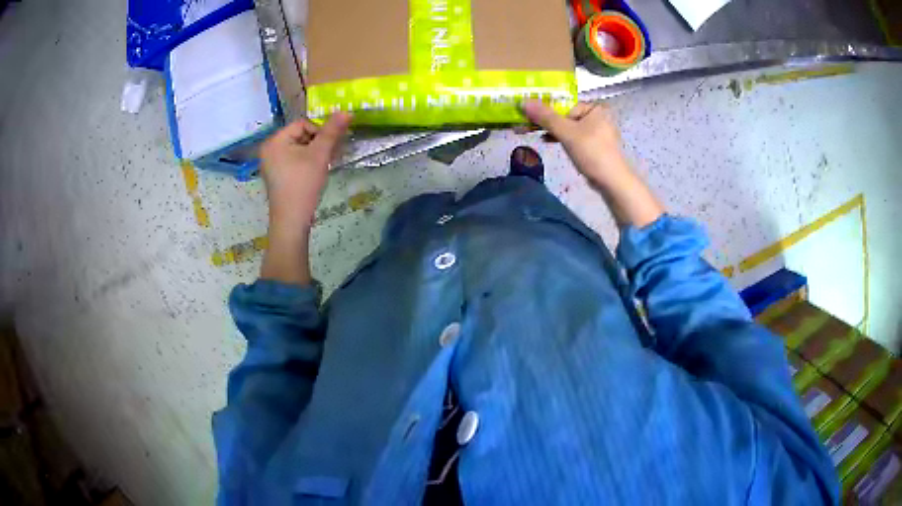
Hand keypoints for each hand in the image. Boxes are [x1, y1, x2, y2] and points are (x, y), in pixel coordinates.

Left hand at [260, 114, 351, 229]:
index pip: (303, 124)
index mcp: (275, 140)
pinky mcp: (276, 175)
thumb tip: (346, 111)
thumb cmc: (303, 184)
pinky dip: (306, 162)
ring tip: (325, 164)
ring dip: (315, 152)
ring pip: (299, 148)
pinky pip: (293, 160)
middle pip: (300, 135)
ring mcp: (271, 163)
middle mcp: (269, 149)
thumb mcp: (320, 155)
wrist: (291, 220)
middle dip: (318, 142)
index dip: (320, 131)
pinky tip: (315, 173)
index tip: (331, 146)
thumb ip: (332, 131)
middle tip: (332, 155)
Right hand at [521, 100, 626, 185]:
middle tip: (527, 126)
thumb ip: (545, 116)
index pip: (564, 104)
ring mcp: (597, 131)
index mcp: (594, 108)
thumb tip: (523, 101)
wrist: (612, 181)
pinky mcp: (594, 145)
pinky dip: (562, 139)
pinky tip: (549, 142)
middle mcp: (597, 116)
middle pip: (565, 115)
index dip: (545, 110)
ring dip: (552, 131)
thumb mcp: (566, 132)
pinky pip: (574, 137)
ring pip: (568, 127)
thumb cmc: (591, 152)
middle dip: (547, 121)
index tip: (527, 117)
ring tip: (536, 135)